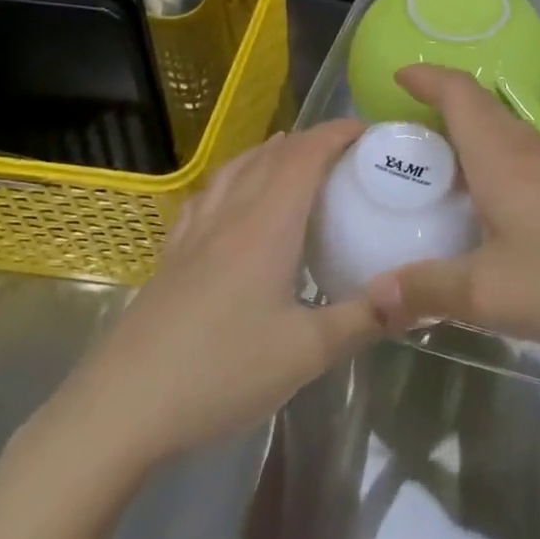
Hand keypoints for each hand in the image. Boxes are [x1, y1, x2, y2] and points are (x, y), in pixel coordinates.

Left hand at [33, 121, 378, 476]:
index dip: (337, 133)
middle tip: (345, 151)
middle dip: (310, 140)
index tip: (368, 130)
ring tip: (292, 157)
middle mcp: (230, 215)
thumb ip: (363, 319)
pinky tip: (229, 197)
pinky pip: (206, 197)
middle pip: (271, 155)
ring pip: (235, 169)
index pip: (305, 155)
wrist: (121, 408)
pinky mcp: (171, 256)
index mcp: (266, 225)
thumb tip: (418, 295)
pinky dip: (230, 179)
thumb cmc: (220, 372)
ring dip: (269, 152)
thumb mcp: (306, 353)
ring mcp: (195, 233)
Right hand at [366, 66, 539, 358]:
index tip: (396, 77)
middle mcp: (531, 152)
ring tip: (438, 173)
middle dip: (439, 107)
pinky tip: (492, 212)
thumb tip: (372, 296)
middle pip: (480, 108)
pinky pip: (524, 163)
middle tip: (402, 135)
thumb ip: (428, 291)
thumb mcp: (492, 295)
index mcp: (503, 157)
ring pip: (504, 136)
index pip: (458, 93)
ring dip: (468, 138)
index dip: (426, 77)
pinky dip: (494, 167)